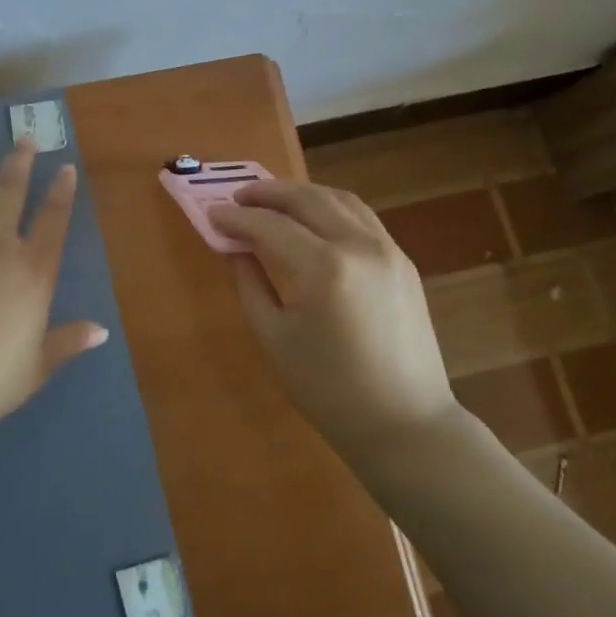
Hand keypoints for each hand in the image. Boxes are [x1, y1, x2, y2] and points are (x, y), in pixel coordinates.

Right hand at [209, 180, 454, 458]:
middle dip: (268, 193)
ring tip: (272, 201)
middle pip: (307, 199)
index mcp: (324, 268)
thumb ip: (249, 283)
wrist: (403, 423)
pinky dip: (331, 207)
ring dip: (301, 193)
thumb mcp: (274, 338)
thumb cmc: (328, 389)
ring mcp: (388, 249)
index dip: (236, 218)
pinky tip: (312, 219)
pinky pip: (361, 217)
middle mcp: (359, 246)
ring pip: (339, 199)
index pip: (270, 226)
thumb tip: (235, 248)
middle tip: (238, 197)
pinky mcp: (402, 261)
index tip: (212, 214)